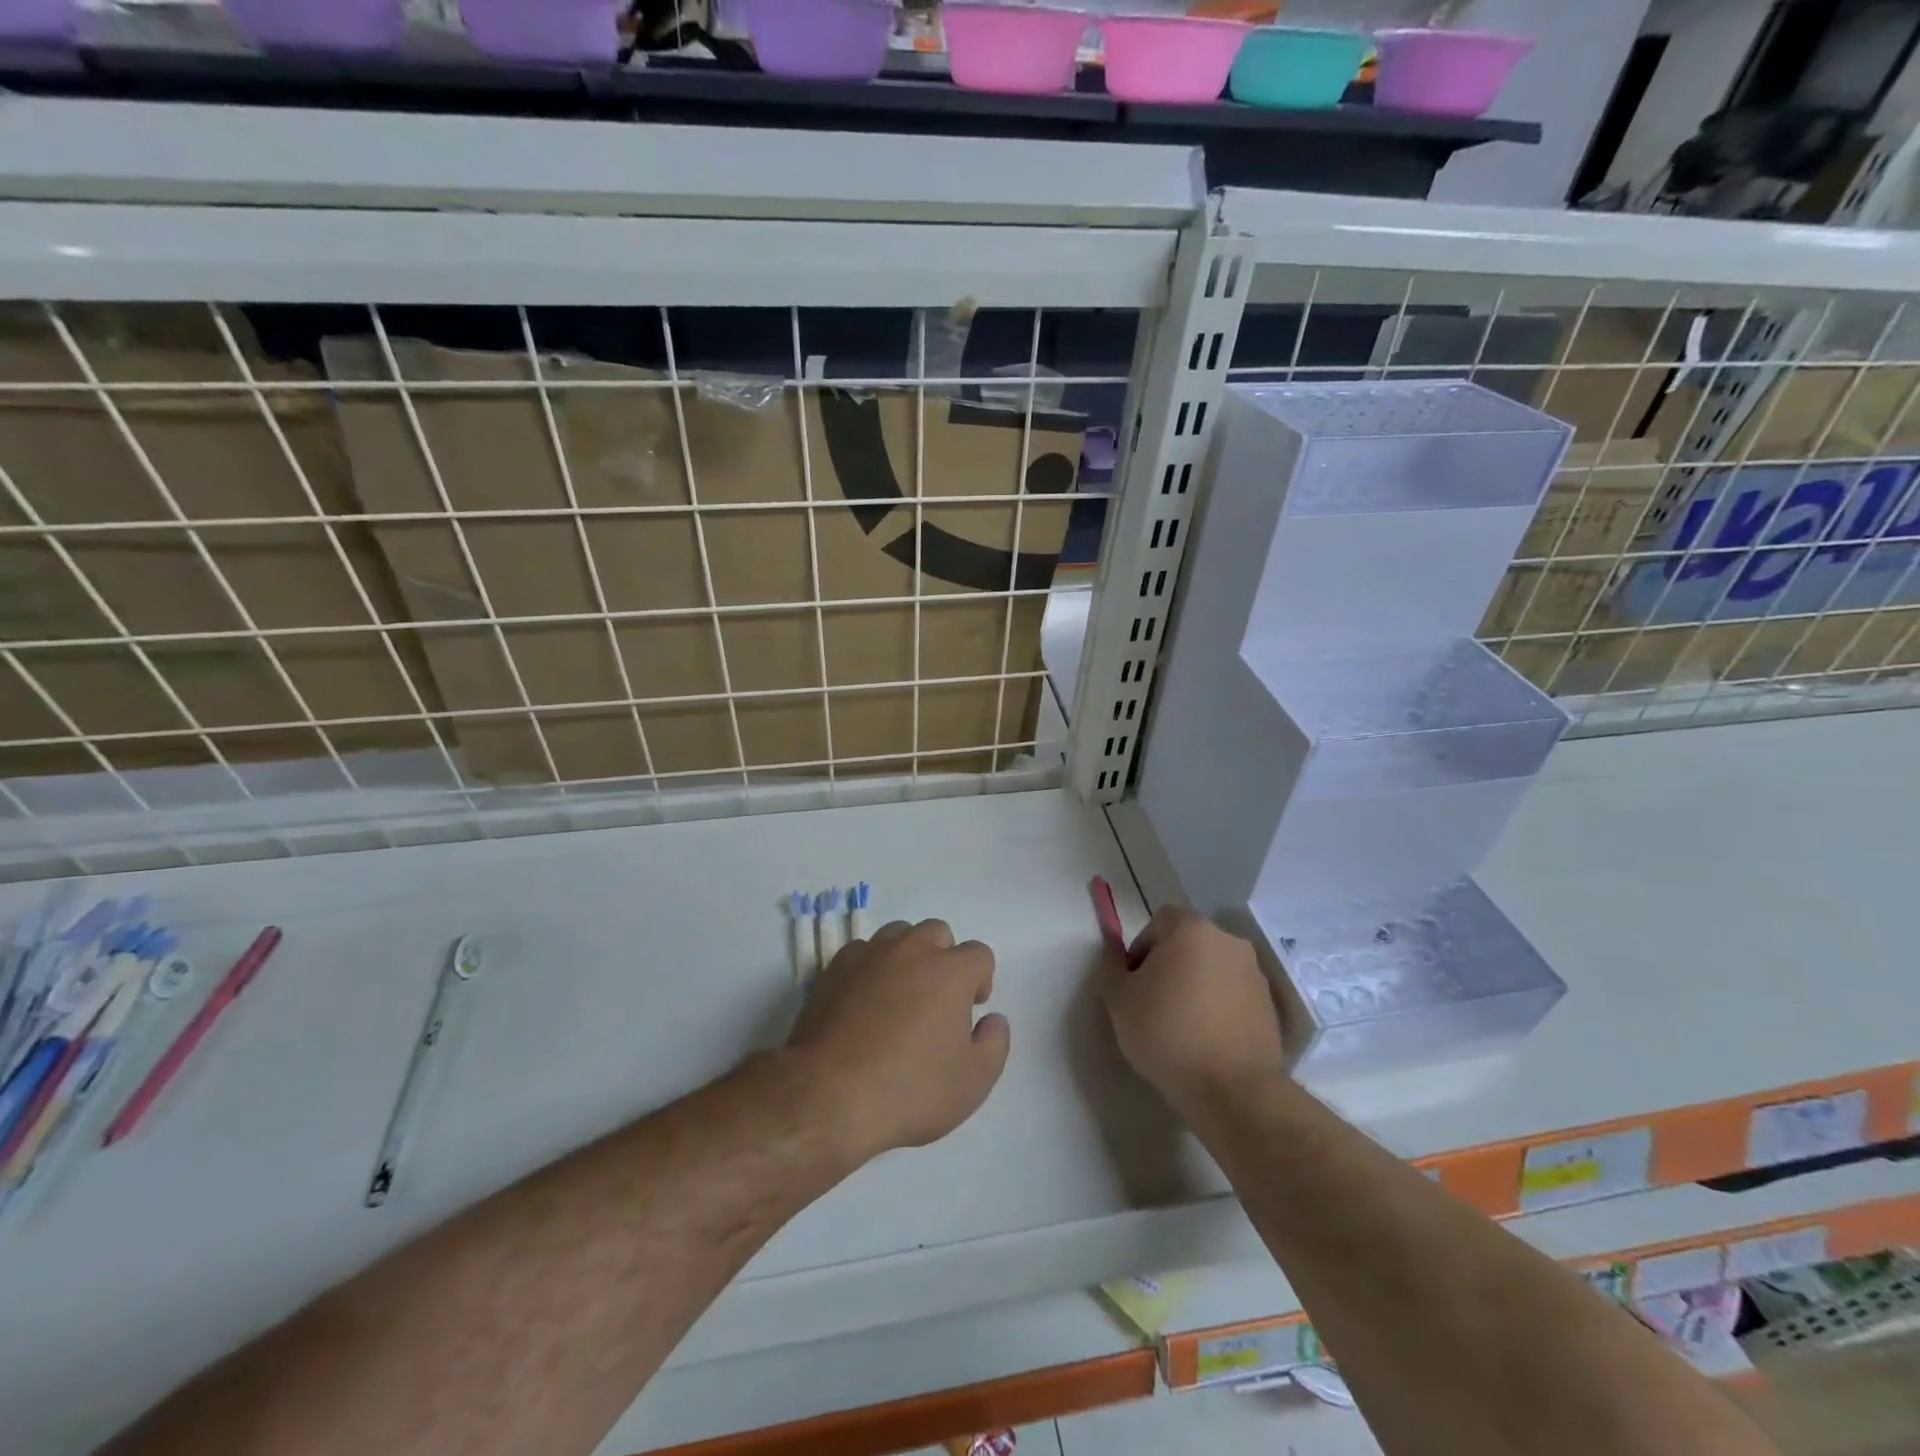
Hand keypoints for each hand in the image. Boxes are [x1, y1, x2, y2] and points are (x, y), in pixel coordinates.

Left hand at [786, 920, 1009, 1162]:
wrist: (829, 1095)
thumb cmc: (910, 1089)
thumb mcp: (974, 1082)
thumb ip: (995, 1043)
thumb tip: (992, 1019)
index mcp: (950, 970)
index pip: (979, 954)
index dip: (981, 980)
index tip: (971, 1010)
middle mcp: (911, 949)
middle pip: (938, 933)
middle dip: (944, 959)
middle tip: (937, 1000)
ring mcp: (870, 954)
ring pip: (898, 935)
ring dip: (907, 956)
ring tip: (900, 996)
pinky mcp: (835, 968)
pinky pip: (863, 952)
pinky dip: (871, 967)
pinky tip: (865, 1001)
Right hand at [1098, 907, 1289, 1111]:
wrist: (1232, 1089)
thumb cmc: (1167, 1033)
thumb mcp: (1118, 1000)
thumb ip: (1110, 967)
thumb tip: (1114, 953)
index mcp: (1192, 929)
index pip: (1160, 921)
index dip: (1142, 947)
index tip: (1135, 982)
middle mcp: (1229, 942)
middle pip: (1189, 943)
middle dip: (1170, 965)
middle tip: (1153, 1003)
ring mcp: (1254, 974)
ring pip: (1213, 969)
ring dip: (1196, 986)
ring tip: (1182, 1025)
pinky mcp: (1270, 1007)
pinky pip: (1233, 995)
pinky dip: (1218, 1008)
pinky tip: (1206, 1040)